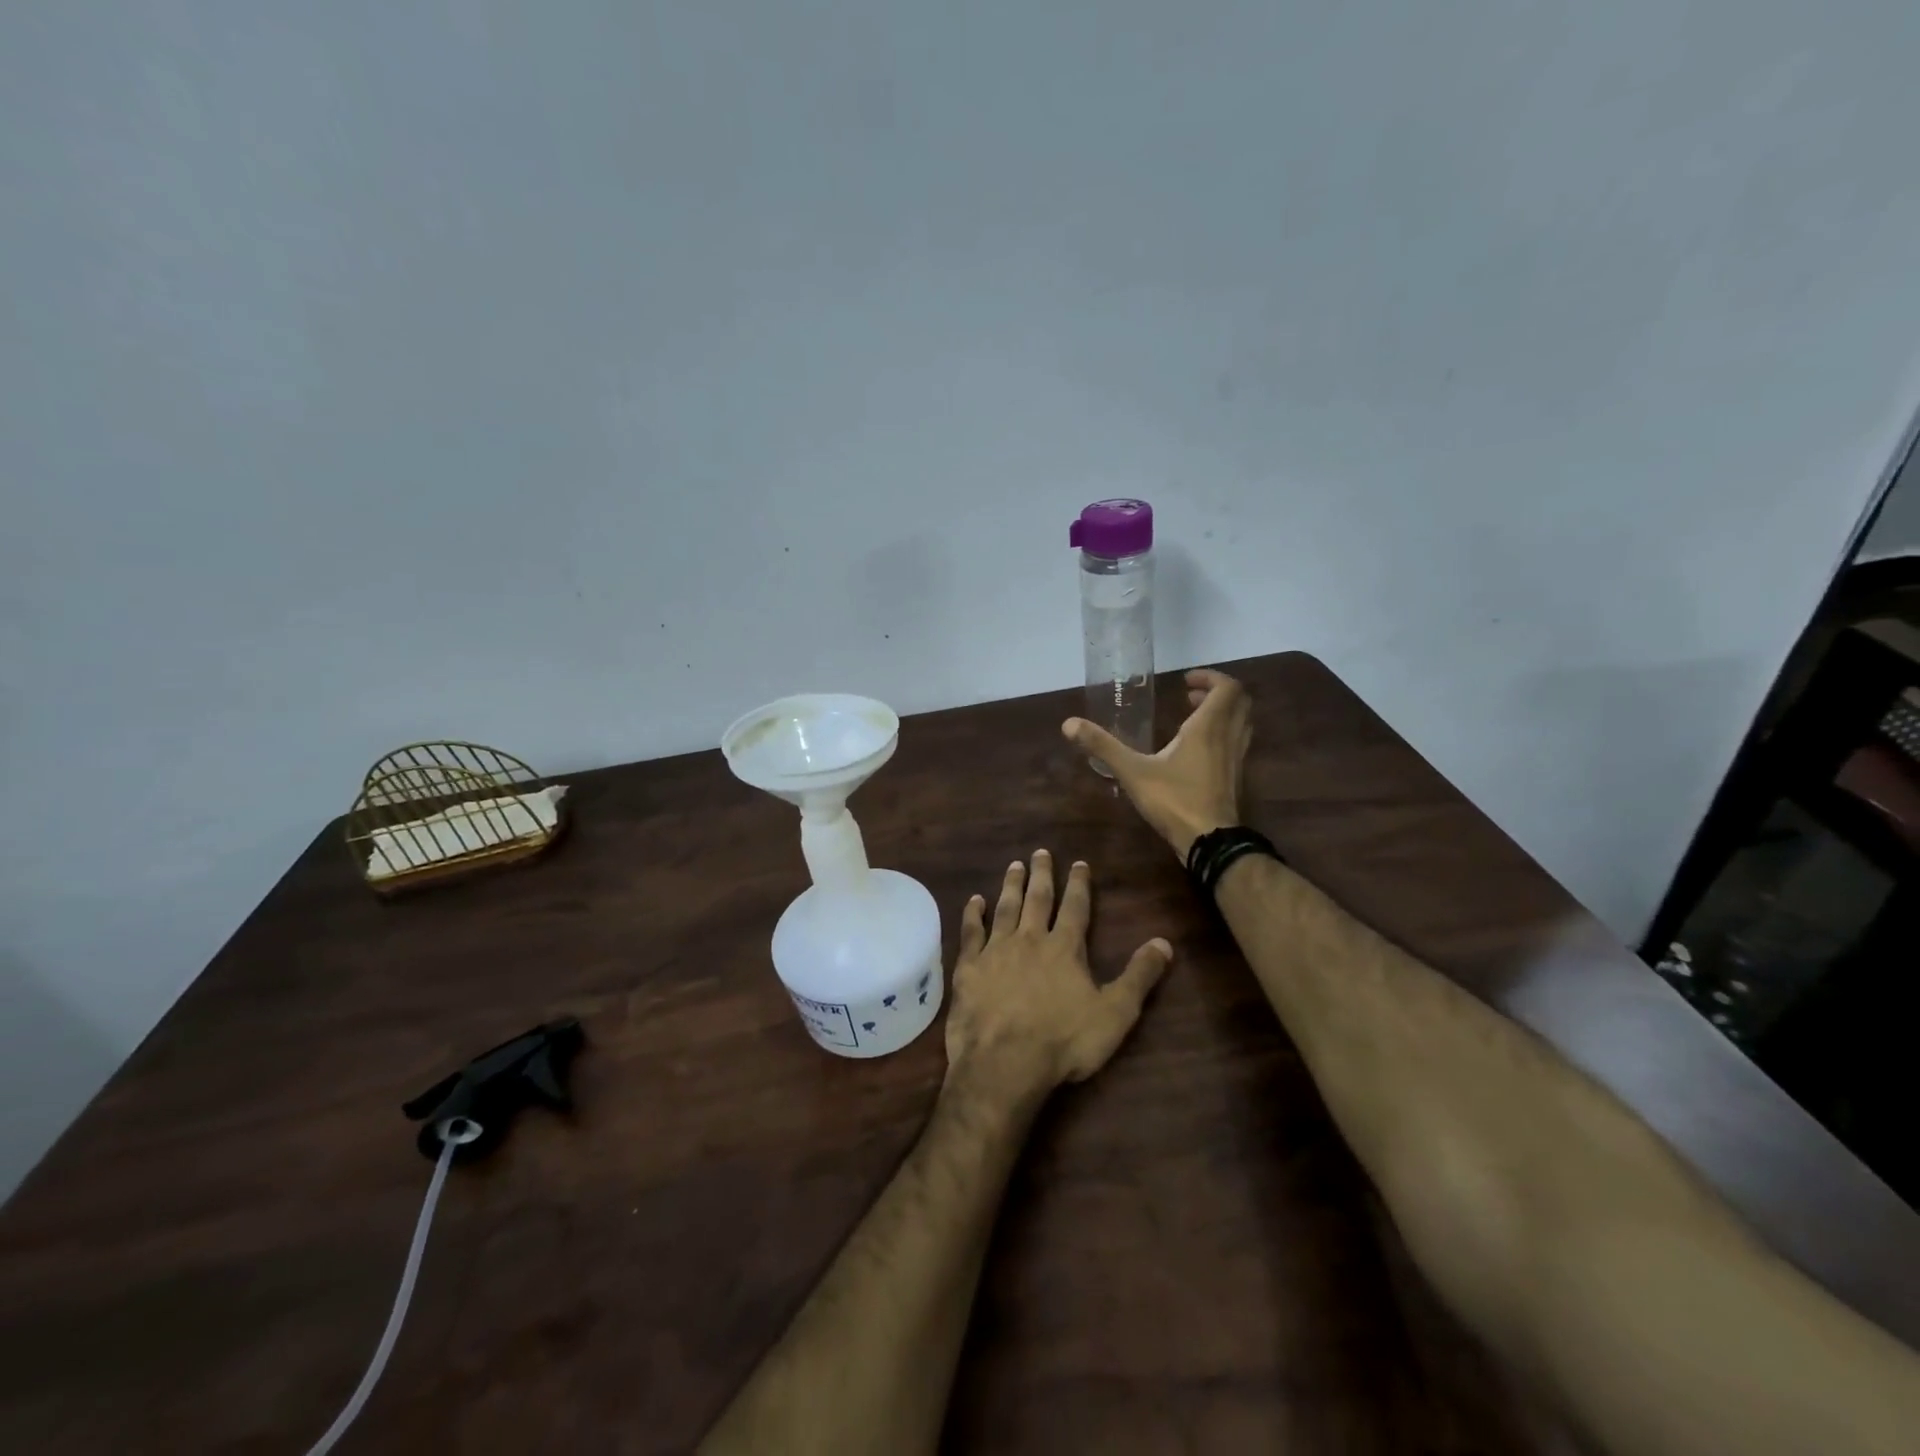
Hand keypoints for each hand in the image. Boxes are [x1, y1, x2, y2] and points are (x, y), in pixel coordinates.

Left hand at [945, 850, 1171, 1097]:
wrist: (1004, 1062)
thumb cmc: (1064, 1041)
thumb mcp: (1115, 1013)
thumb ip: (1139, 976)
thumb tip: (1164, 942)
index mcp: (1065, 948)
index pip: (1075, 907)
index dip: (1079, 884)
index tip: (1079, 863)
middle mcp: (1030, 939)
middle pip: (1037, 899)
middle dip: (1042, 874)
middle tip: (1040, 852)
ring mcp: (996, 950)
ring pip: (1005, 908)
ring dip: (1011, 886)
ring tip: (1014, 865)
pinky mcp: (969, 967)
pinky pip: (971, 932)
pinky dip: (973, 914)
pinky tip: (974, 900)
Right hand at [1062, 668, 1253, 860]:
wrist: (1210, 842)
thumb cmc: (1174, 801)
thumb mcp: (1133, 772)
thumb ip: (1103, 746)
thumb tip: (1069, 724)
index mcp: (1208, 728)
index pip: (1226, 688)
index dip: (1210, 677)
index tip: (1185, 681)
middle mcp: (1228, 737)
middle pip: (1240, 702)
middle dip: (1217, 692)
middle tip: (1190, 695)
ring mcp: (1236, 759)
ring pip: (1242, 723)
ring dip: (1223, 713)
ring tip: (1195, 717)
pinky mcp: (1236, 778)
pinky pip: (1238, 743)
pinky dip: (1223, 734)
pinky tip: (1199, 750)